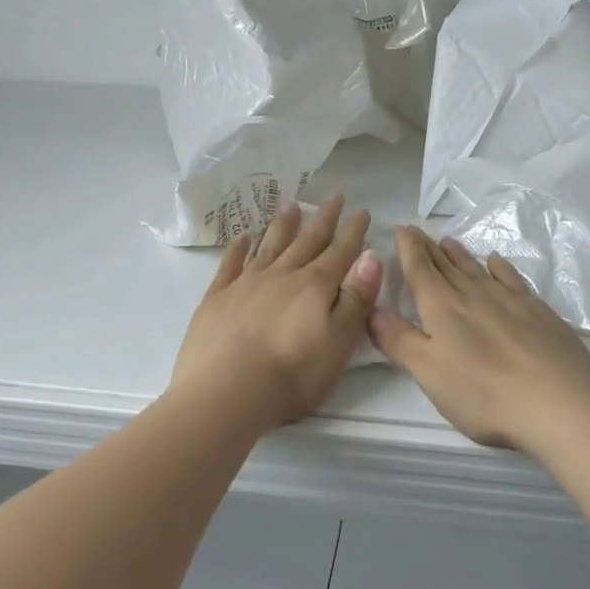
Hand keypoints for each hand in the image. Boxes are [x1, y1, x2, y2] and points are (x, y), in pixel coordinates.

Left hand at [170, 196, 383, 426]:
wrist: (226, 392)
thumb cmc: (292, 375)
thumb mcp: (339, 342)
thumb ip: (356, 299)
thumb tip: (371, 257)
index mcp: (315, 287)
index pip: (341, 252)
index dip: (354, 232)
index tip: (363, 210)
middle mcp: (282, 275)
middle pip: (307, 241)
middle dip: (324, 219)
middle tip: (334, 195)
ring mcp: (246, 283)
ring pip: (270, 246)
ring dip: (283, 225)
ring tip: (292, 205)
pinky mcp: (217, 298)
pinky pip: (231, 264)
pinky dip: (239, 248)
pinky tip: (243, 237)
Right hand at [369, 227, 589, 451]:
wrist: (560, 404)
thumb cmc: (483, 393)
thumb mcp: (428, 372)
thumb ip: (398, 340)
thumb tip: (371, 309)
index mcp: (442, 307)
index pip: (420, 269)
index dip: (408, 248)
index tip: (401, 228)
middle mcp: (474, 294)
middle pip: (446, 265)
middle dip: (428, 248)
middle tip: (418, 231)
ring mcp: (510, 300)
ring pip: (477, 268)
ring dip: (459, 255)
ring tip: (448, 241)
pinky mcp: (539, 311)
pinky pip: (511, 278)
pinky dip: (499, 267)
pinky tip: (496, 261)